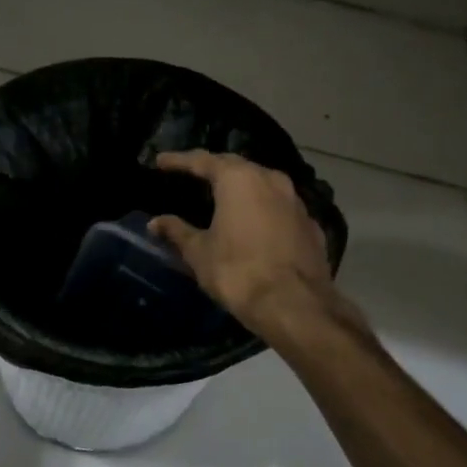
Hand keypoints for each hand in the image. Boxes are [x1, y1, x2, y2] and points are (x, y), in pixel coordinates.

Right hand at [149, 151, 337, 338]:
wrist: (295, 306)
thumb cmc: (238, 272)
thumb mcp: (199, 253)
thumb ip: (177, 232)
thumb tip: (155, 223)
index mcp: (239, 179)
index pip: (202, 160)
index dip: (179, 160)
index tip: (160, 161)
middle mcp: (271, 180)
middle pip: (236, 166)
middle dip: (213, 168)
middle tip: (193, 174)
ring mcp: (296, 201)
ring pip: (263, 184)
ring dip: (242, 188)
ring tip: (224, 196)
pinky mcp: (311, 225)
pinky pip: (281, 208)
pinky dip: (263, 210)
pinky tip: (255, 224)